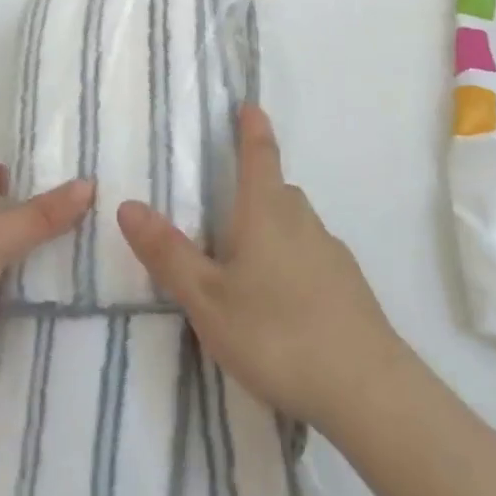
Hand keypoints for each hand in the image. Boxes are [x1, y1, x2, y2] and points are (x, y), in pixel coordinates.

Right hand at [116, 104, 403, 430]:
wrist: (367, 389)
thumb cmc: (277, 333)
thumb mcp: (208, 299)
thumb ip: (168, 253)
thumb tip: (128, 204)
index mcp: (266, 213)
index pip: (259, 155)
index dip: (252, 128)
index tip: (249, 105)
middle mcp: (303, 222)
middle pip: (278, 190)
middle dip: (256, 186)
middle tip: (226, 202)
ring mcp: (332, 254)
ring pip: (297, 224)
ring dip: (273, 227)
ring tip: (246, 261)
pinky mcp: (349, 287)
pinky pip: (313, 255)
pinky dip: (293, 260)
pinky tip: (281, 301)